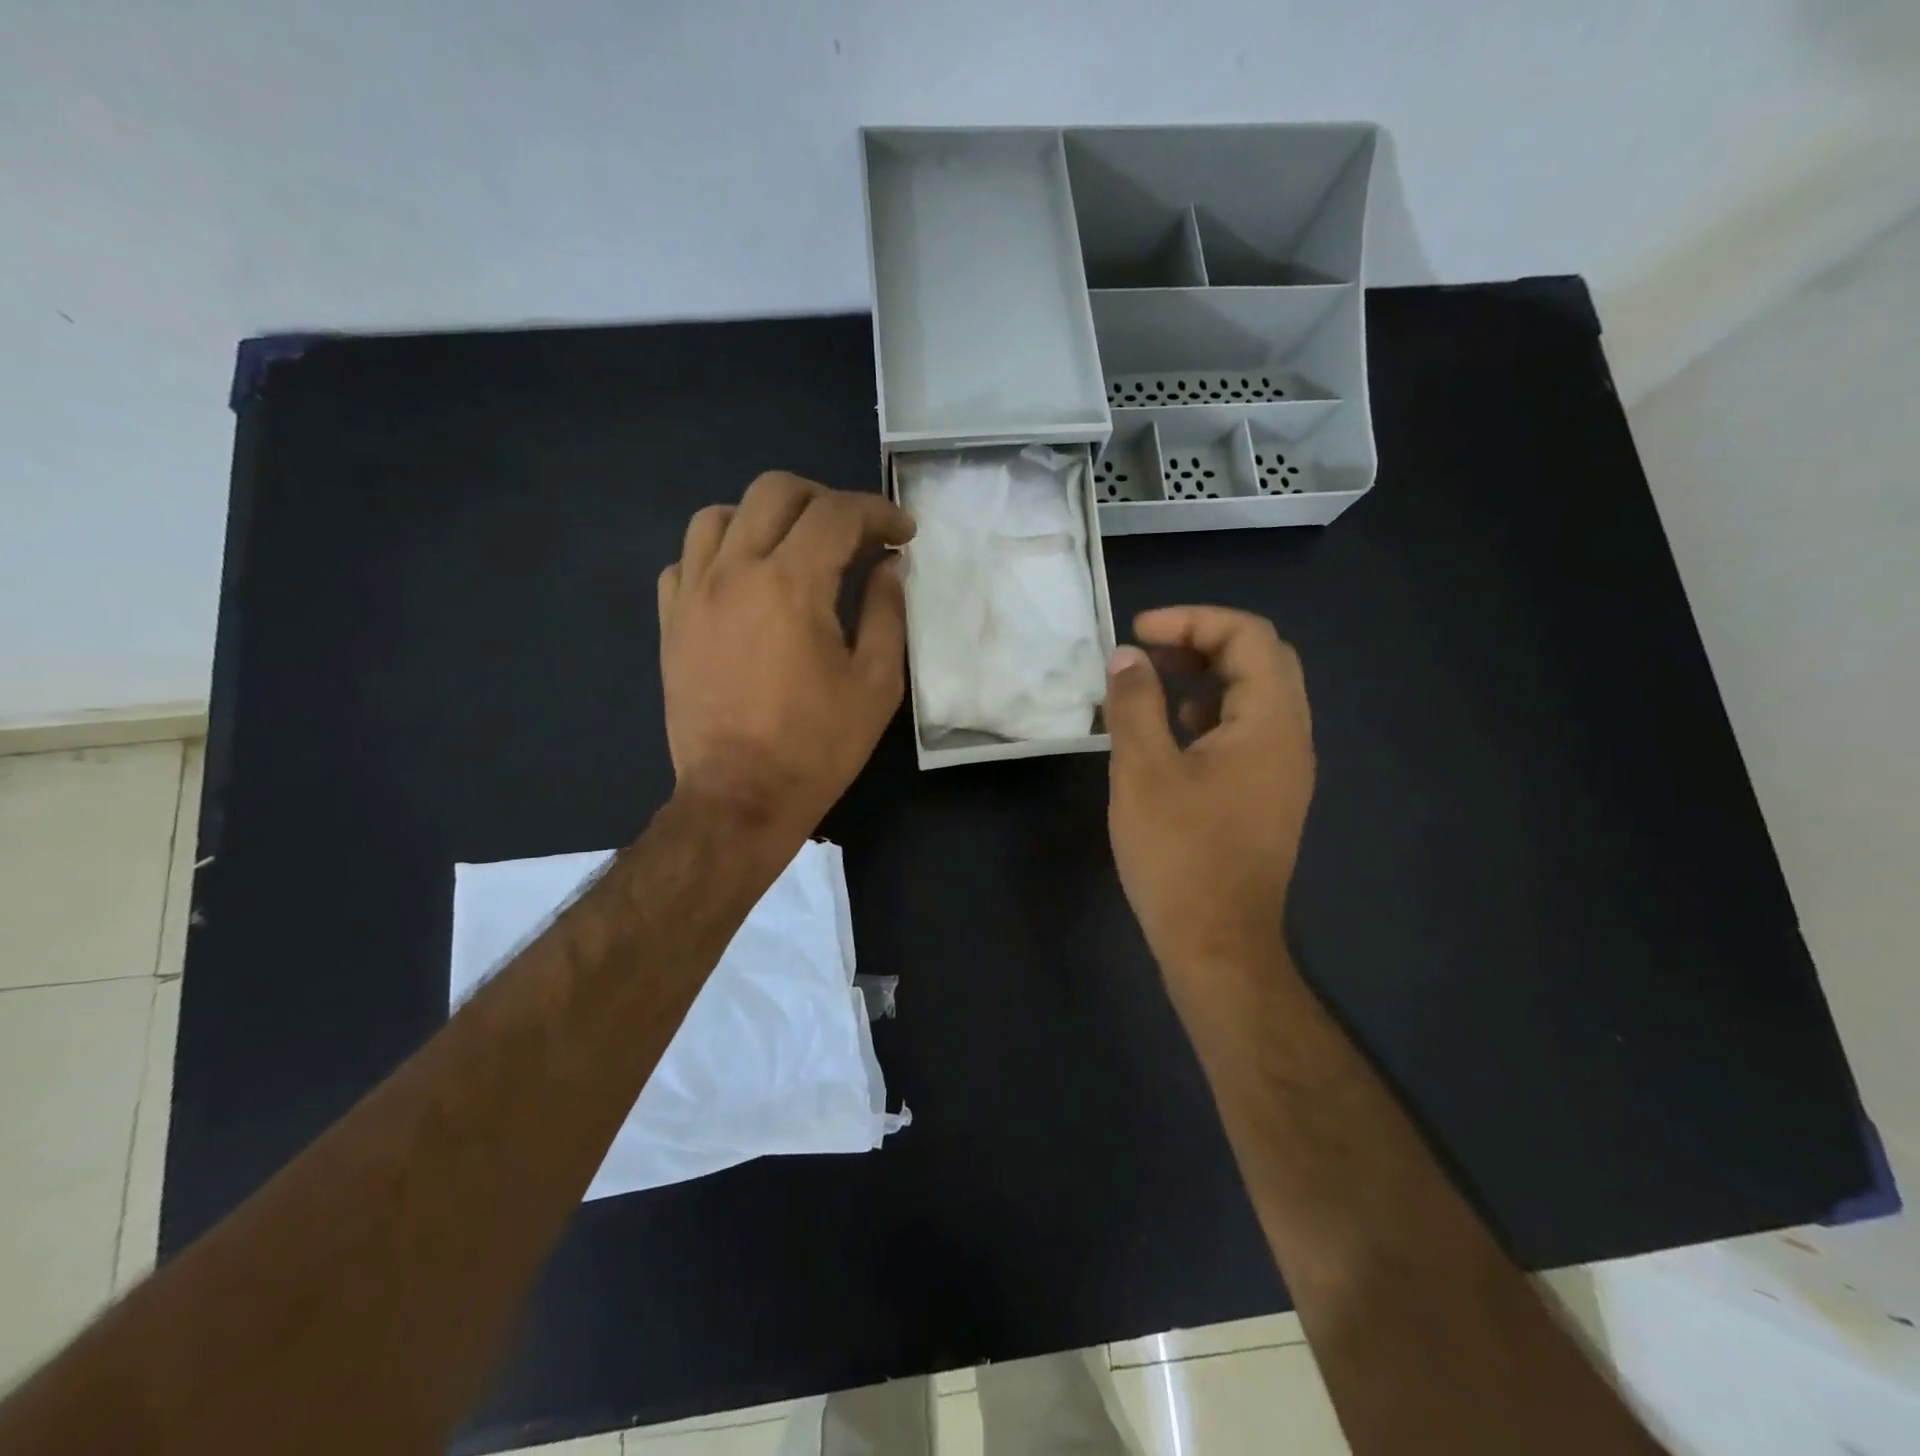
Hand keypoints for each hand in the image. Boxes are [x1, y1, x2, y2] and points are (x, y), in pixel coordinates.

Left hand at [657, 472, 914, 841]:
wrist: (740, 798)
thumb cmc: (817, 747)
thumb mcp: (875, 683)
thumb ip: (886, 611)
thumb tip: (889, 565)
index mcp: (790, 585)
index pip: (837, 514)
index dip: (878, 512)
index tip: (903, 533)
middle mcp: (734, 572)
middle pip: (774, 491)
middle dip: (825, 500)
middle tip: (854, 534)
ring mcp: (692, 594)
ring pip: (719, 515)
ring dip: (766, 518)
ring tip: (794, 550)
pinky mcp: (670, 622)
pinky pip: (687, 559)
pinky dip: (721, 554)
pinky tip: (745, 583)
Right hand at [1103, 607, 1315, 1019]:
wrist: (1217, 944)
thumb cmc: (1179, 854)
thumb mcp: (1143, 771)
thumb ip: (1134, 704)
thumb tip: (1127, 657)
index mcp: (1271, 723)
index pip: (1249, 637)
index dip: (1193, 620)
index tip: (1139, 634)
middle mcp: (1291, 738)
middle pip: (1261, 660)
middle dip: (1202, 642)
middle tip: (1149, 652)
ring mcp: (1283, 770)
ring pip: (1255, 696)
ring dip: (1206, 676)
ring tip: (1151, 685)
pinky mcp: (1266, 795)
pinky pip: (1247, 732)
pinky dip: (1210, 713)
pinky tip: (1170, 733)